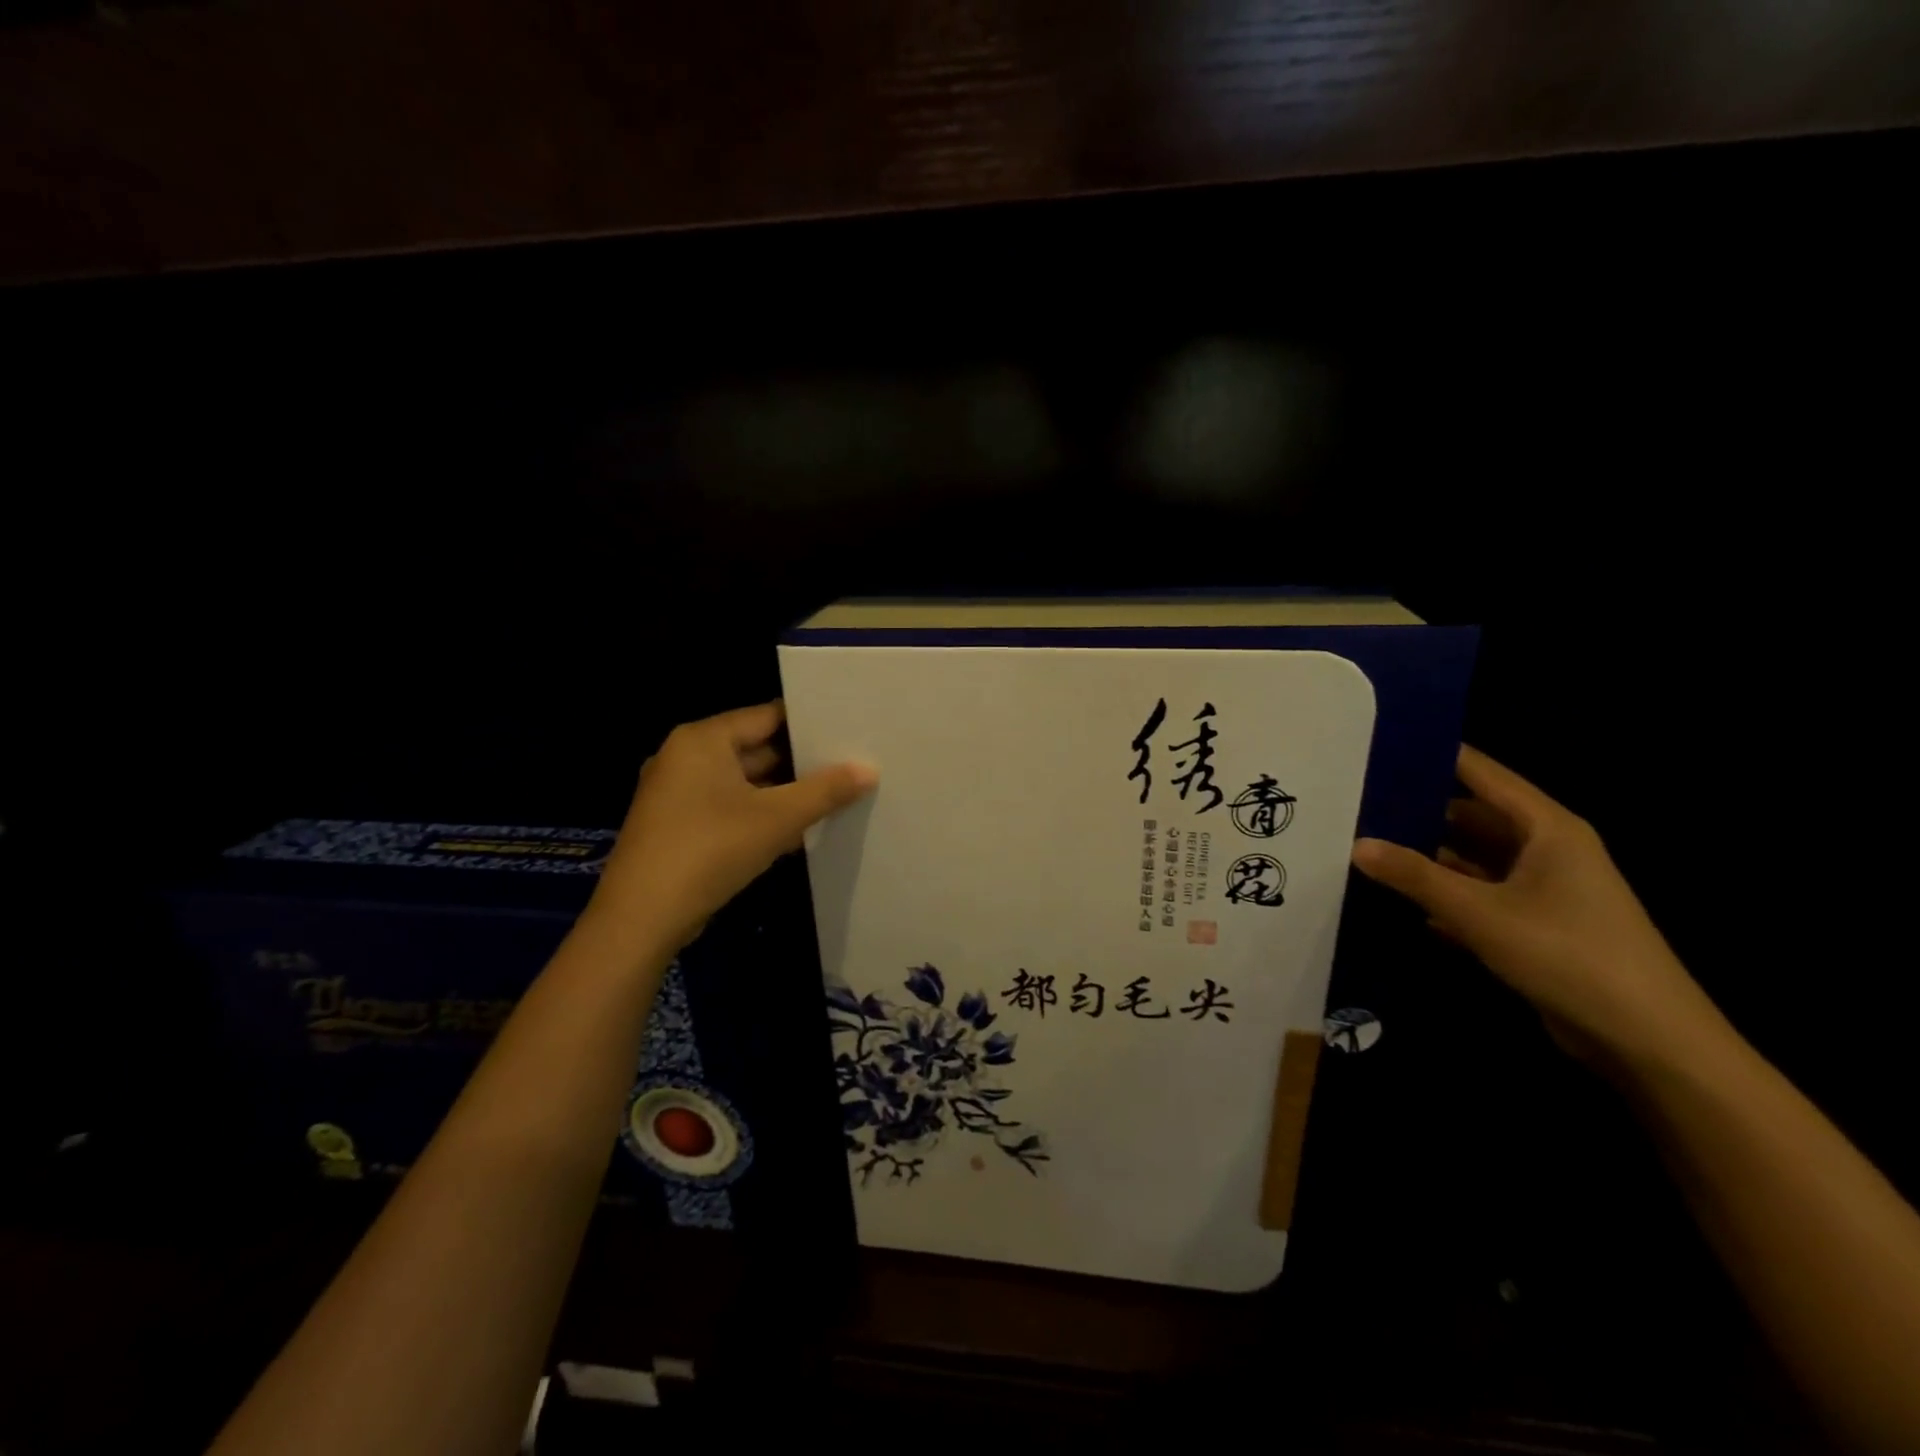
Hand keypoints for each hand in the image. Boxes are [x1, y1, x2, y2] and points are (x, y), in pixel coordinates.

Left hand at [584, 701, 876, 954]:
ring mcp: (677, 793)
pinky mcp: (677, 826)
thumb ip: (825, 791)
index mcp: (702, 740)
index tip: (847, 732)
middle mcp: (685, 757)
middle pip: (755, 748)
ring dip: (782, 793)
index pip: (766, 717)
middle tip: (849, 766)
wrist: (641, 919)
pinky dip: (759, 814)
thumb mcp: (776, 819)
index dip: (809, 724)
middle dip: (800, 762)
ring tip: (832, 797)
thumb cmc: (709, 851)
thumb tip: (869, 769)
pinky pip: (728, 807)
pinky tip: (796, 831)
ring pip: (743, 782)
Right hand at [1352, 746, 1723, 1069]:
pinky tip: (1401, 900)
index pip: (1483, 775)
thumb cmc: (1568, 954)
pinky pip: (1482, 897)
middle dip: (1422, 810)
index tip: (1385, 746)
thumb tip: (1357, 844)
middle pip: (1476, 816)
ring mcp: (1546, 891)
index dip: (1438, 757)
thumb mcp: (1480, 911)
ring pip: (1476, 859)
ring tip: (1369, 845)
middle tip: (1361, 800)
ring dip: (1430, 858)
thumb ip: (1416, 876)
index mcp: (1548, 829)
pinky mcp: (1538, 927)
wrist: (1647, 1041)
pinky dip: (1446, 896)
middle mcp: (1549, 851)